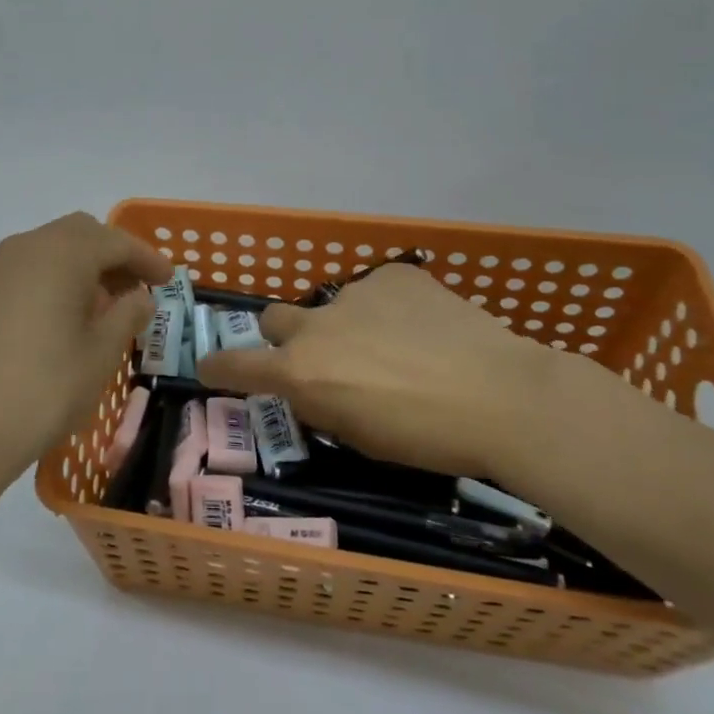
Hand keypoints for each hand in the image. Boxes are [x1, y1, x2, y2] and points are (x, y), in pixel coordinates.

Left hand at [0, 213, 171, 496]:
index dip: (146, 257)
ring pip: (40, 253)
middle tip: (131, 289)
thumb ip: (126, 315)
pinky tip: (43, 326)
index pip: (114, 241)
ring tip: (89, 309)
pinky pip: (12, 278)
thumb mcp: (101, 355)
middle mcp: (20, 250)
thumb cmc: (45, 389)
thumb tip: (137, 297)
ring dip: (71, 270)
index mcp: (60, 255)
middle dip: (108, 255)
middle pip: (75, 234)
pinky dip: (38, 288)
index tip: (167, 280)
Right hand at [198, 264, 599, 479]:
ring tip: (400, 348)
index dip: (219, 366)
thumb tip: (317, 387)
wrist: (503, 397)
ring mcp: (355, 293)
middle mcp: (316, 326)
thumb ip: (324, 404)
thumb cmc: (427, 438)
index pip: (237, 365)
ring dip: (350, 326)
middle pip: (274, 319)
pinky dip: (392, 308)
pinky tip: (428, 329)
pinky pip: (380, 290)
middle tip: (323, 358)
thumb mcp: (360, 438)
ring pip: (334, 306)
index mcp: (302, 373)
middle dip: (286, 338)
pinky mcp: (395, 275)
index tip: (210, 366)